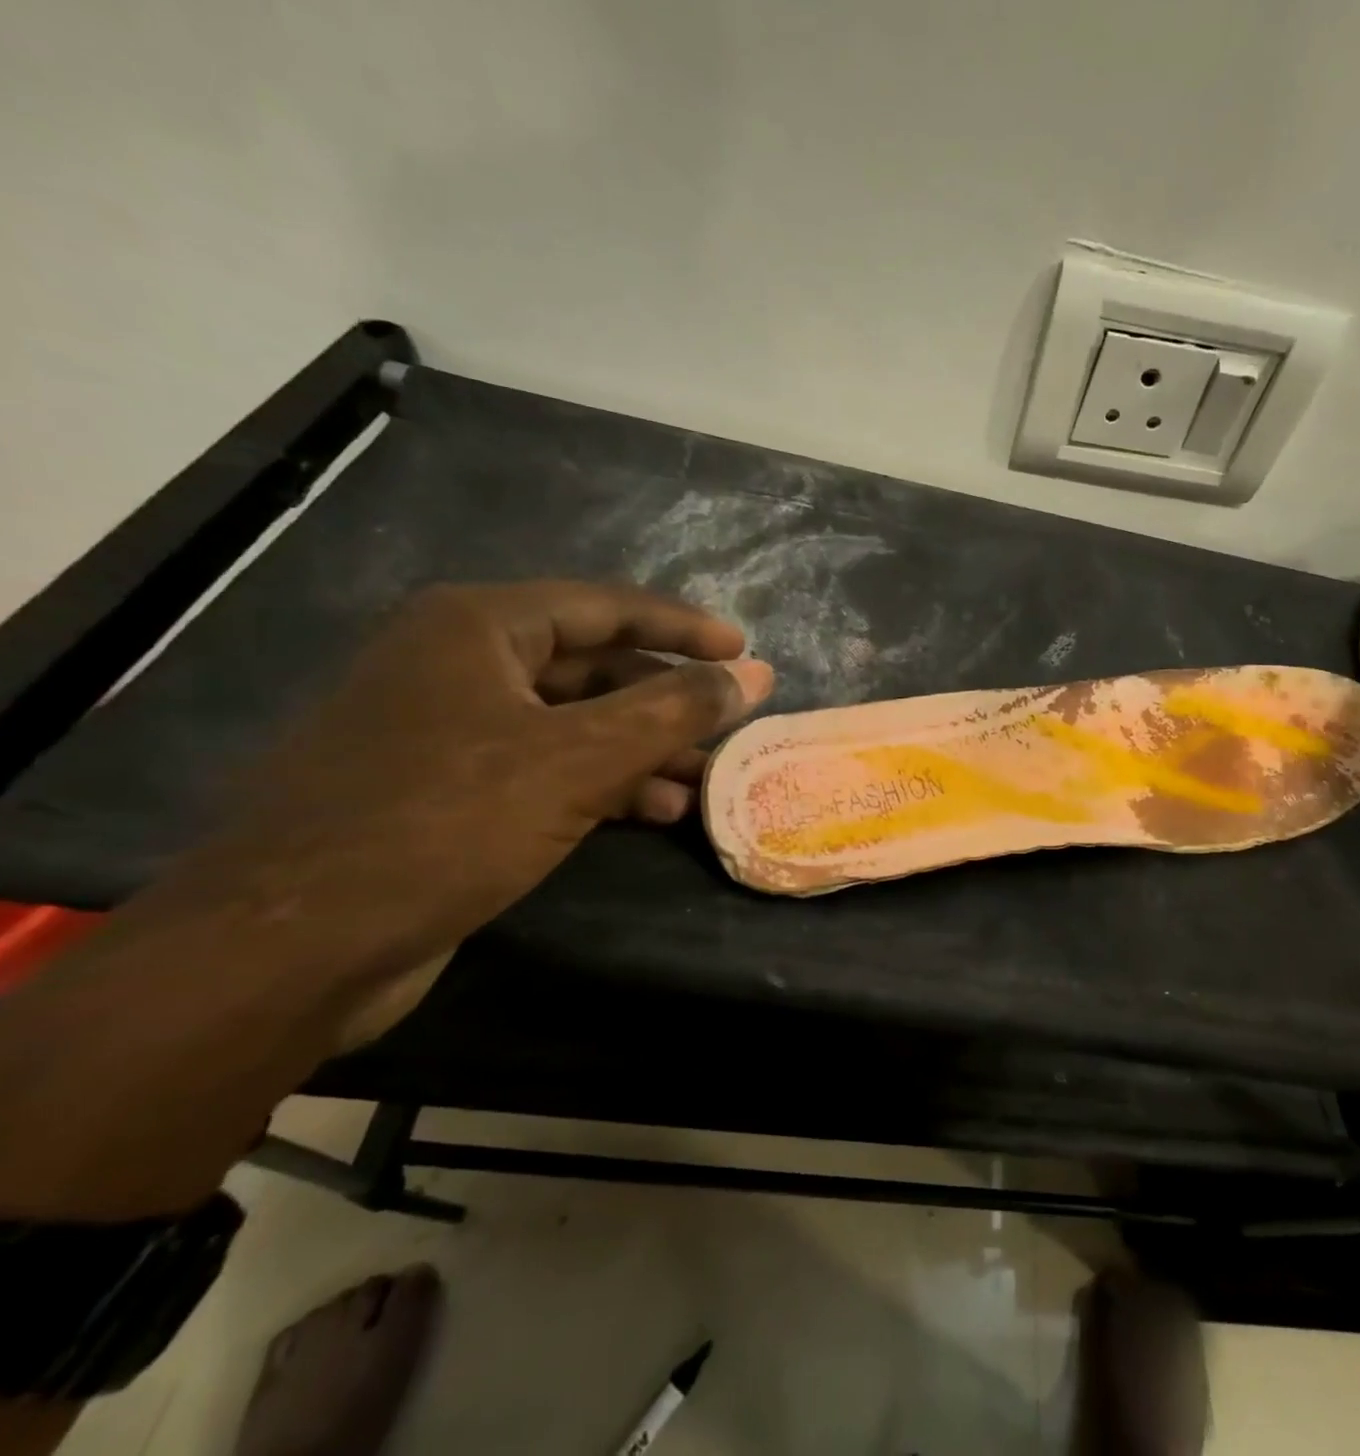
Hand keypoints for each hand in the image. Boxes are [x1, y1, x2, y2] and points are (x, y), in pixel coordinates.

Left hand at [148, 581, 773, 1035]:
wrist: (289, 949)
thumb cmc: (443, 825)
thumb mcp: (579, 760)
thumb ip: (675, 710)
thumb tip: (756, 674)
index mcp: (477, 628)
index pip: (606, 607)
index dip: (683, 628)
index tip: (745, 650)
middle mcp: (459, 664)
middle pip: (593, 666)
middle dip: (666, 701)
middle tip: (727, 727)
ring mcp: (448, 728)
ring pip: (574, 722)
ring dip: (643, 749)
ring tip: (701, 781)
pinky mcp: (446, 790)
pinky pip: (547, 766)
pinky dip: (604, 783)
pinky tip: (652, 813)